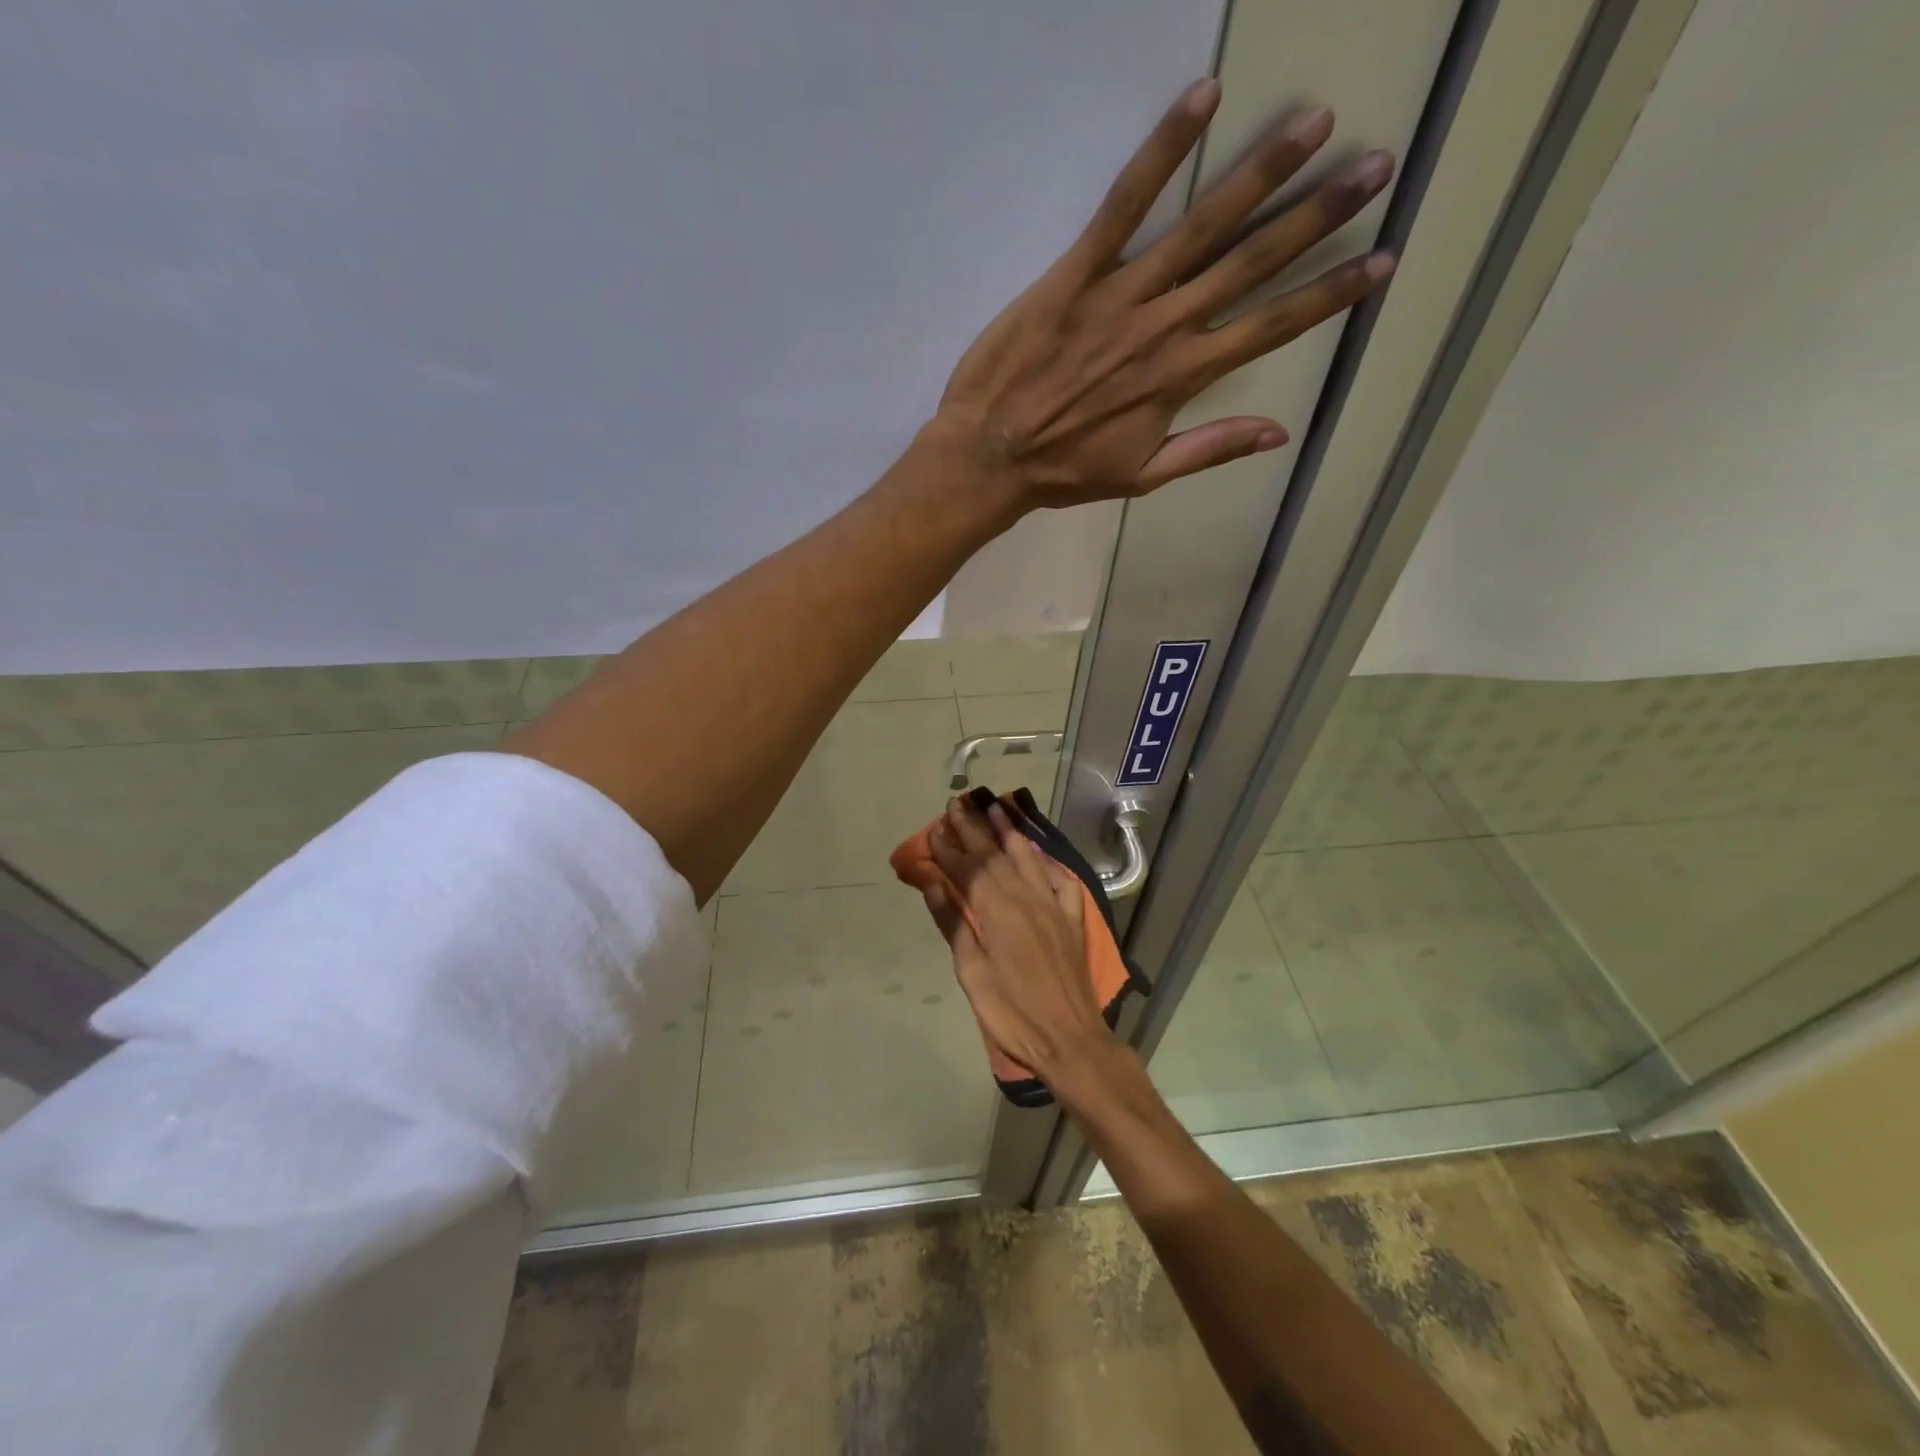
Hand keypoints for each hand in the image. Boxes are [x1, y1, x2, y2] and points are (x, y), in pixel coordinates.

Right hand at [922, 795, 1118, 1085]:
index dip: (948, 849)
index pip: (968, 870)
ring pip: (1028, 859)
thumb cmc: (1011, 1013)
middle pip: (995, 856)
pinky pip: (1061, 881)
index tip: (933, 829)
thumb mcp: (972, 973)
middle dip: (974, 829)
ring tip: (997, 809)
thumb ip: (954, 924)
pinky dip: (1048, 863)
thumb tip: (933, 885)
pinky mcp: (1072, 919)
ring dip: (1010, 833)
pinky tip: (1040, 853)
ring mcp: (1053, 906)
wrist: (1070, 1039)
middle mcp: (1026, 898)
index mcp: (997, 911)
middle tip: (958, 804)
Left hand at [924, 78, 1396, 510]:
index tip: (1382, 260)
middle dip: (1317, 216)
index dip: (1329, 295)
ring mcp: (1121, 296)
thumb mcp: (1141, 477)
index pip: (1271, 328)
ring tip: (1315, 123)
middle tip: (1375, 165)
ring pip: (1202, 227)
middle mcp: (1164, 329)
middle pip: (1252, 264)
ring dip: (1261, 173)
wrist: (989, 458)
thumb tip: (1279, 433)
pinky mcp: (1074, 273)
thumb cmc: (1062, 472)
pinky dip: (1161, 152)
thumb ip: (1209, 450)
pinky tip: (1203, 100)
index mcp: (1182, 379)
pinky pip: (1123, 205)